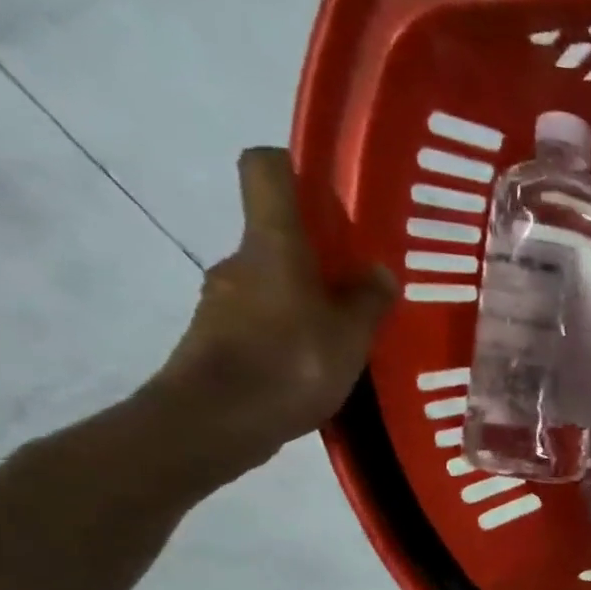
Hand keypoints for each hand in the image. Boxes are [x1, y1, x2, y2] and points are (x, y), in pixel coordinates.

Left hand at [146, 148, 395, 482]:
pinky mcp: (218, 338)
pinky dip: (290, 334)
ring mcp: (224, 300)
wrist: (213, 422)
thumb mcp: (349, 336)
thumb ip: (368, 301)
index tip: (331, 194)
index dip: (295, 167)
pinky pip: (263, 321)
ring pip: (273, 283)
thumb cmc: (288, 364)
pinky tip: (318, 367)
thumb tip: (377, 272)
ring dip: (307, 300)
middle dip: (319, 256)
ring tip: (347, 337)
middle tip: (363, 287)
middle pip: (277, 235)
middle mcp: (241, 261)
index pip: (266, 169)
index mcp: (273, 244)